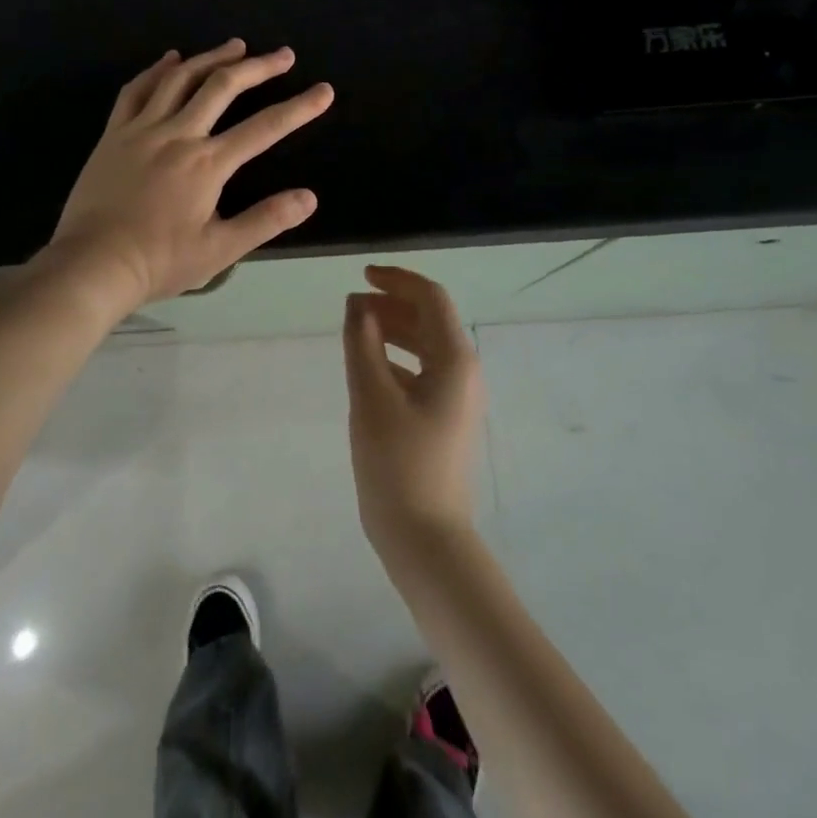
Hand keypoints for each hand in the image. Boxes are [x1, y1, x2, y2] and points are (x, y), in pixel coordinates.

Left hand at [44, 40, 333, 311]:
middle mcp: (178, 134)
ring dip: (212, 58)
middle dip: (258, 67)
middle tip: (283, 55)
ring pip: (180, 78)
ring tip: (236, 46)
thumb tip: (310, 197)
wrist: (91, 264)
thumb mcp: (219, 250)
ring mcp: (142, 129)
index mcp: (207, 163)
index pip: (264, 127)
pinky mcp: (114, 133)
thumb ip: (266, 220)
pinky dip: (157, 69)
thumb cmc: (158, 261)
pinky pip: (137, 89)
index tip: (323, 91)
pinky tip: (171, 59)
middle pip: (223, 87)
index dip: (299, 108)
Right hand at [342, 266, 485, 559]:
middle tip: (352, 306)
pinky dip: (396, 357)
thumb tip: (358, 303)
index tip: (361, 277)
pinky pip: (423, 370)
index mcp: (454, 360)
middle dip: (392, 304)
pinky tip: (369, 367)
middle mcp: (464, 371)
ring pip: (426, 344)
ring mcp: (458, 397)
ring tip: (356, 330)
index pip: (430, 298)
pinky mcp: (446, 418)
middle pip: (430, 319)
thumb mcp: (371, 396)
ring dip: (393, 329)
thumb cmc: (398, 464)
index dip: (396, 280)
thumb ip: (362, 342)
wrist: (426, 540)